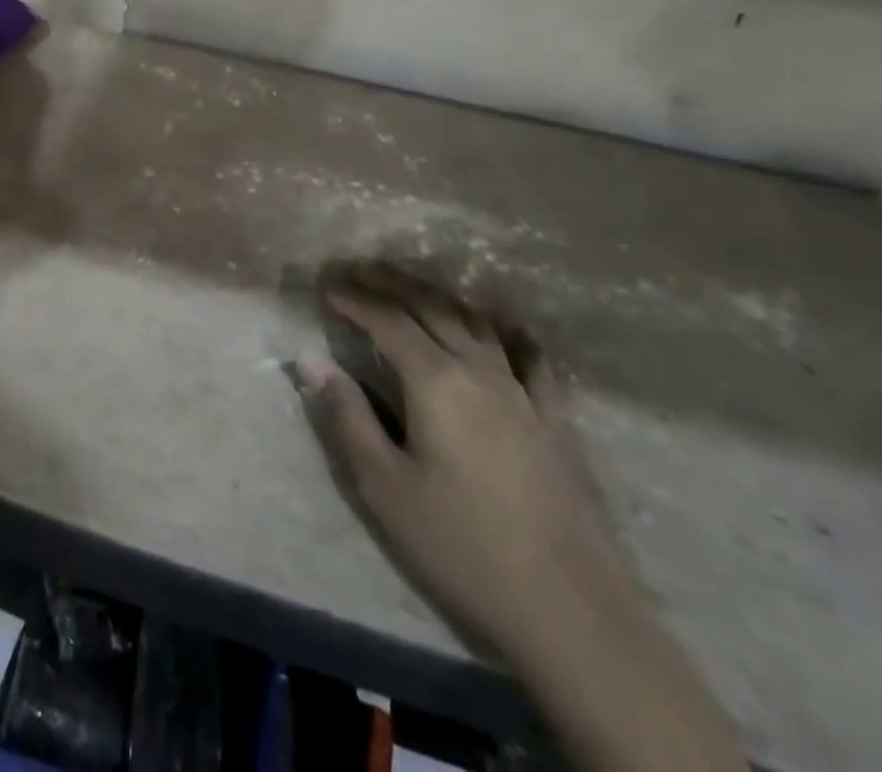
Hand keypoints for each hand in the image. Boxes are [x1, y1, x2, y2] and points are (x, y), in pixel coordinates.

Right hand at [297, 267, 630, 668]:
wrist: (569, 611)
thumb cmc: (461, 546)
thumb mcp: (384, 487)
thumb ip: (347, 417)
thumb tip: (312, 361)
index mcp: (436, 381)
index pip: (388, 322)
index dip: (356, 301)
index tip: (329, 289)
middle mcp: (480, 370)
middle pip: (433, 308)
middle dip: (393, 284)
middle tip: (362, 271)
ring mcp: (523, 392)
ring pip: (477, 323)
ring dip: (440, 297)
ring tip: (414, 288)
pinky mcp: (554, 419)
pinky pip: (531, 358)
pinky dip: (509, 332)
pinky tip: (505, 326)